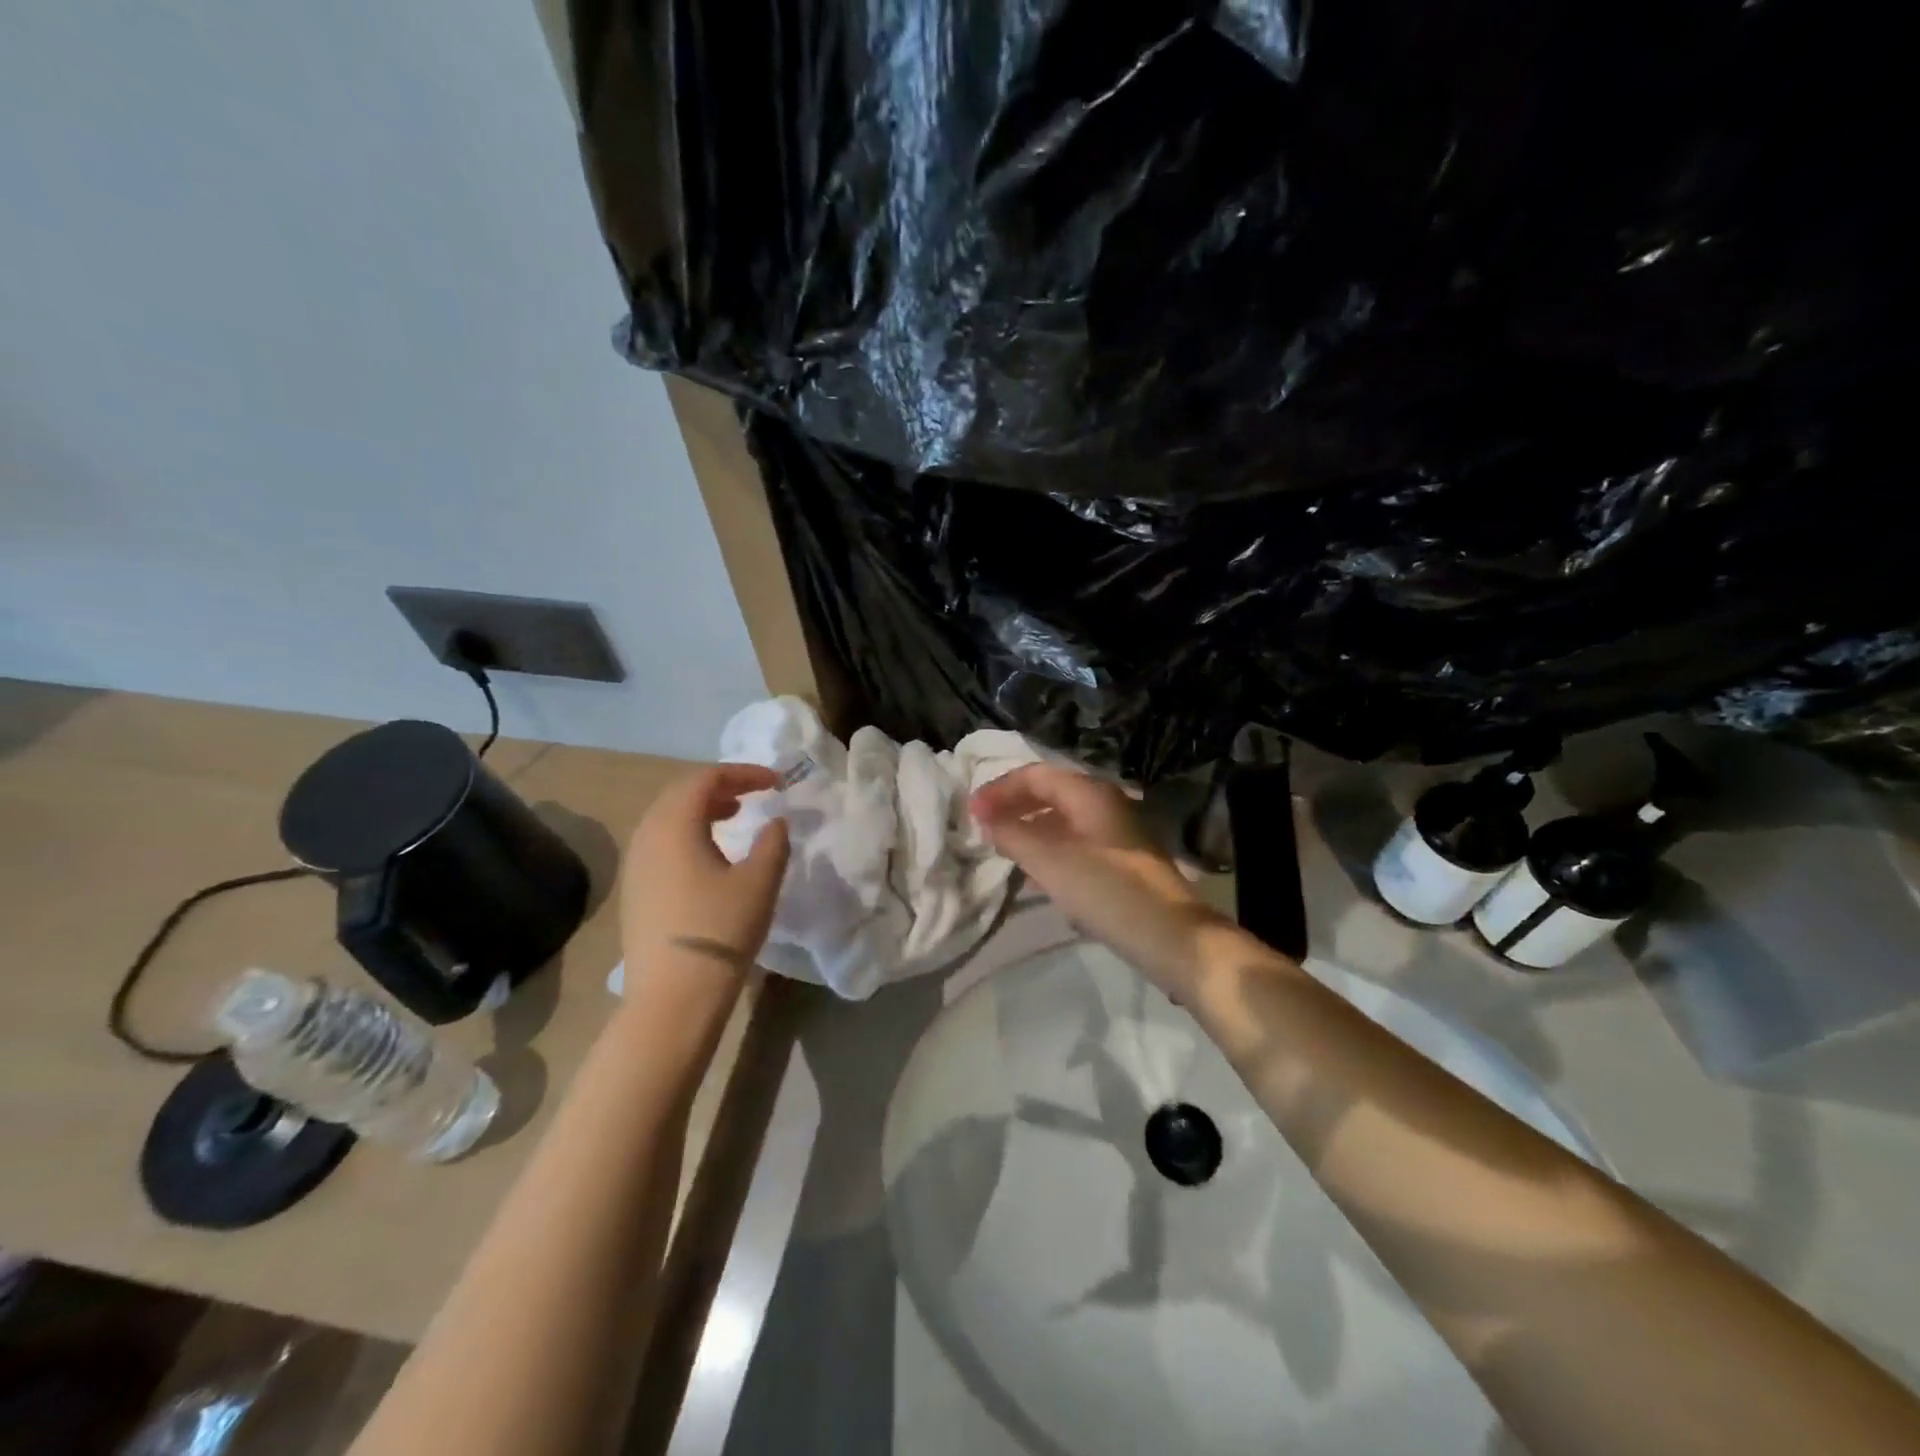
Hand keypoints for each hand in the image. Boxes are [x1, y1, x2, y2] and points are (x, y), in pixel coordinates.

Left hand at [620, 763, 790, 979]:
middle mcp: (646, 836)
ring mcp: (636, 865)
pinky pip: (661, 842)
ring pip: (668, 818)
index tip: (777, 782)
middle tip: (755, 792)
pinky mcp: (636, 890)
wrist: (673, 997)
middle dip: (721, 786)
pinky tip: (711, 854)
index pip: (706, 778)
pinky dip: (689, 833)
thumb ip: (773, 842)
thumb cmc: (721, 930)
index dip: (744, 773)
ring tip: (735, 816)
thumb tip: (775, 822)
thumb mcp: (760, 881)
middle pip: (681, 793)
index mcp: (674, 825)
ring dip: (703, 809)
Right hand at [970, 763, 1228, 988]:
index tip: (971, 813)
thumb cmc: (1108, 892)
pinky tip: (1035, 876)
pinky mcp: (1122, 863)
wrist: (1173, 939)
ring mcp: (1117, 834)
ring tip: (1002, 850)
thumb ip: (1013, 835)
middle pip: (1050, 794)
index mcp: (1090, 794)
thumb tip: (986, 818)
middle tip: (983, 827)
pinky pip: (1075, 844)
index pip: (1036, 775)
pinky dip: (1049, 851)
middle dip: (1014, 807)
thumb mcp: (1051, 863)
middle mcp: (1105, 805)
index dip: (1000, 789)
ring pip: (1062, 820)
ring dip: (1030, 829)